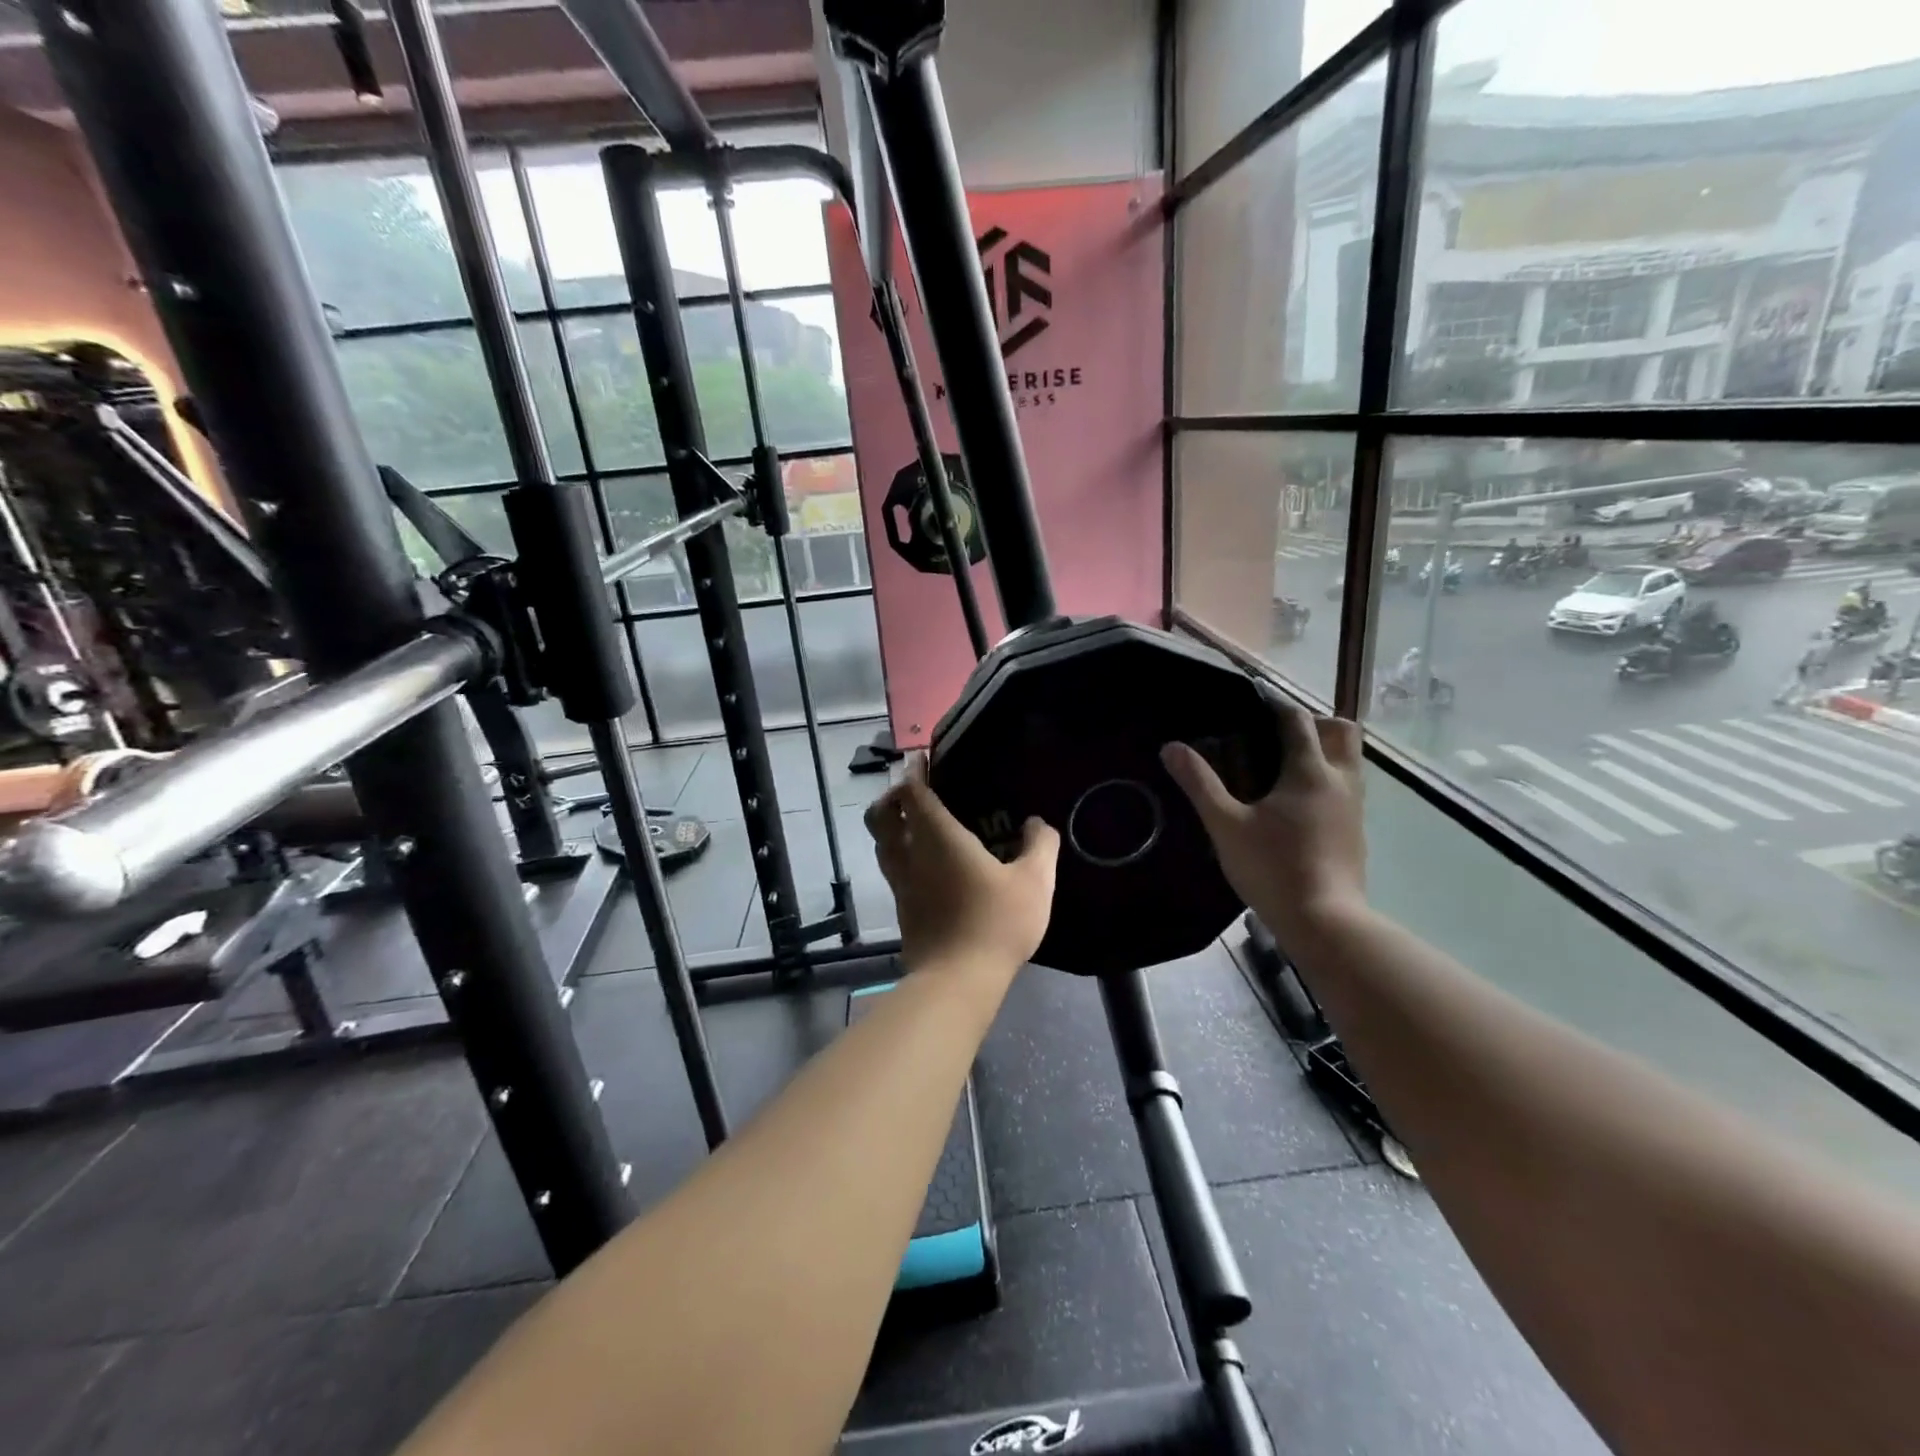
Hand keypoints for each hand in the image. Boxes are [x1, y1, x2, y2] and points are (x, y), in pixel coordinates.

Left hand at [865, 755, 1059, 972]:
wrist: (957, 980)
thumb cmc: (996, 923)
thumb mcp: (1035, 882)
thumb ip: (1040, 845)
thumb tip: (1036, 823)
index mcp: (937, 837)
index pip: (912, 791)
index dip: (914, 771)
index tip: (923, 759)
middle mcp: (910, 853)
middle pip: (881, 814)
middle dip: (891, 795)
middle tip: (915, 791)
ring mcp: (901, 882)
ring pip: (881, 842)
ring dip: (892, 825)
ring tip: (918, 823)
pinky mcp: (901, 906)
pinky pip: (892, 866)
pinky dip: (900, 852)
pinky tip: (926, 862)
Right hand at [1161, 693, 1366, 950]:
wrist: (1325, 922)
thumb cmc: (1272, 868)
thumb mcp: (1225, 825)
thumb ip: (1199, 783)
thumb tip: (1171, 748)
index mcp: (1310, 771)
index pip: (1298, 719)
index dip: (1275, 704)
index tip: (1251, 701)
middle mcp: (1341, 780)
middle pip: (1341, 730)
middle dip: (1313, 722)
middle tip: (1276, 736)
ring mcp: (1354, 808)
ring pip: (1349, 760)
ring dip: (1324, 751)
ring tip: (1284, 767)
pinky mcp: (1356, 832)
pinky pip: (1348, 788)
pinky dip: (1327, 779)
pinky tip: (1297, 804)